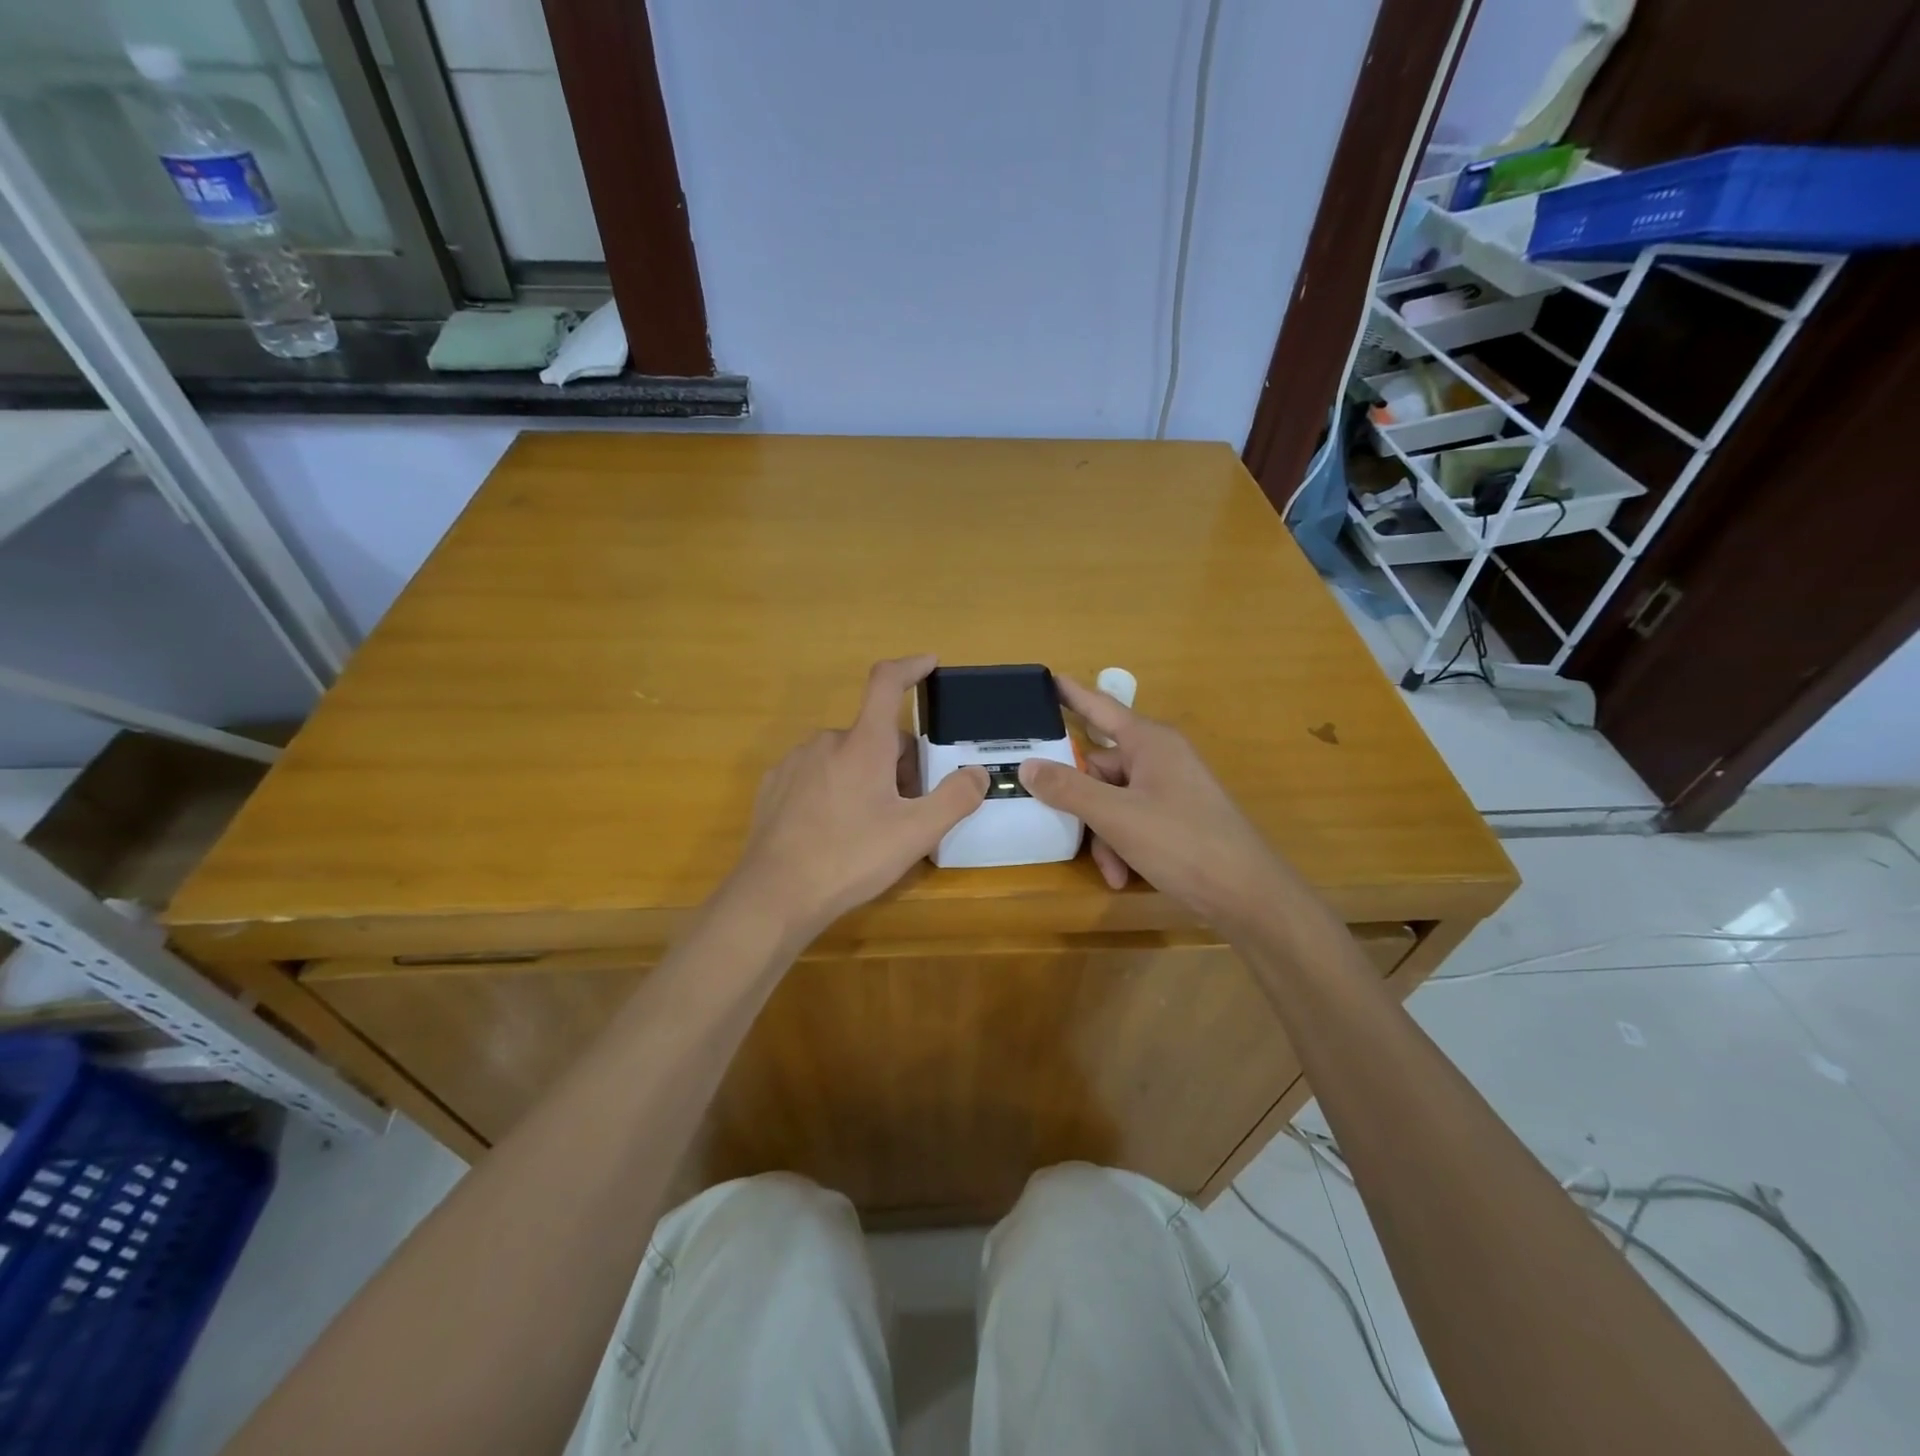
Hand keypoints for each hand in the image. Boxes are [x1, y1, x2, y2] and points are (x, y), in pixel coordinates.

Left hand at [731, 655, 987, 939]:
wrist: (775, 895)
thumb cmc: (851, 858)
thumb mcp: (916, 833)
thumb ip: (955, 798)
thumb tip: (977, 773)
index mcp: (863, 743)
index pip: (886, 683)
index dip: (911, 667)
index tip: (929, 663)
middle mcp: (826, 741)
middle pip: (875, 735)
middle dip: (899, 763)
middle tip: (908, 809)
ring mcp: (795, 762)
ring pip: (846, 756)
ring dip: (867, 776)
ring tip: (870, 827)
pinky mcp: (774, 786)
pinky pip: (817, 775)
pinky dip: (835, 789)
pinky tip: (833, 831)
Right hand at [1019, 675, 1290, 931]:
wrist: (1247, 893)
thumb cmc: (1181, 842)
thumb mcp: (1115, 816)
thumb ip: (1068, 789)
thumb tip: (1027, 766)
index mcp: (1148, 742)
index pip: (1100, 706)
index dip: (1071, 694)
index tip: (1045, 679)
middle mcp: (1159, 757)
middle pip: (1100, 766)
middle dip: (1082, 803)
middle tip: (1059, 824)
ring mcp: (1169, 787)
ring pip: (1113, 800)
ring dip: (1103, 835)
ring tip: (1110, 869)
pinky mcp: (1176, 816)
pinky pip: (1133, 819)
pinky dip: (1123, 845)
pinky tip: (1122, 875)